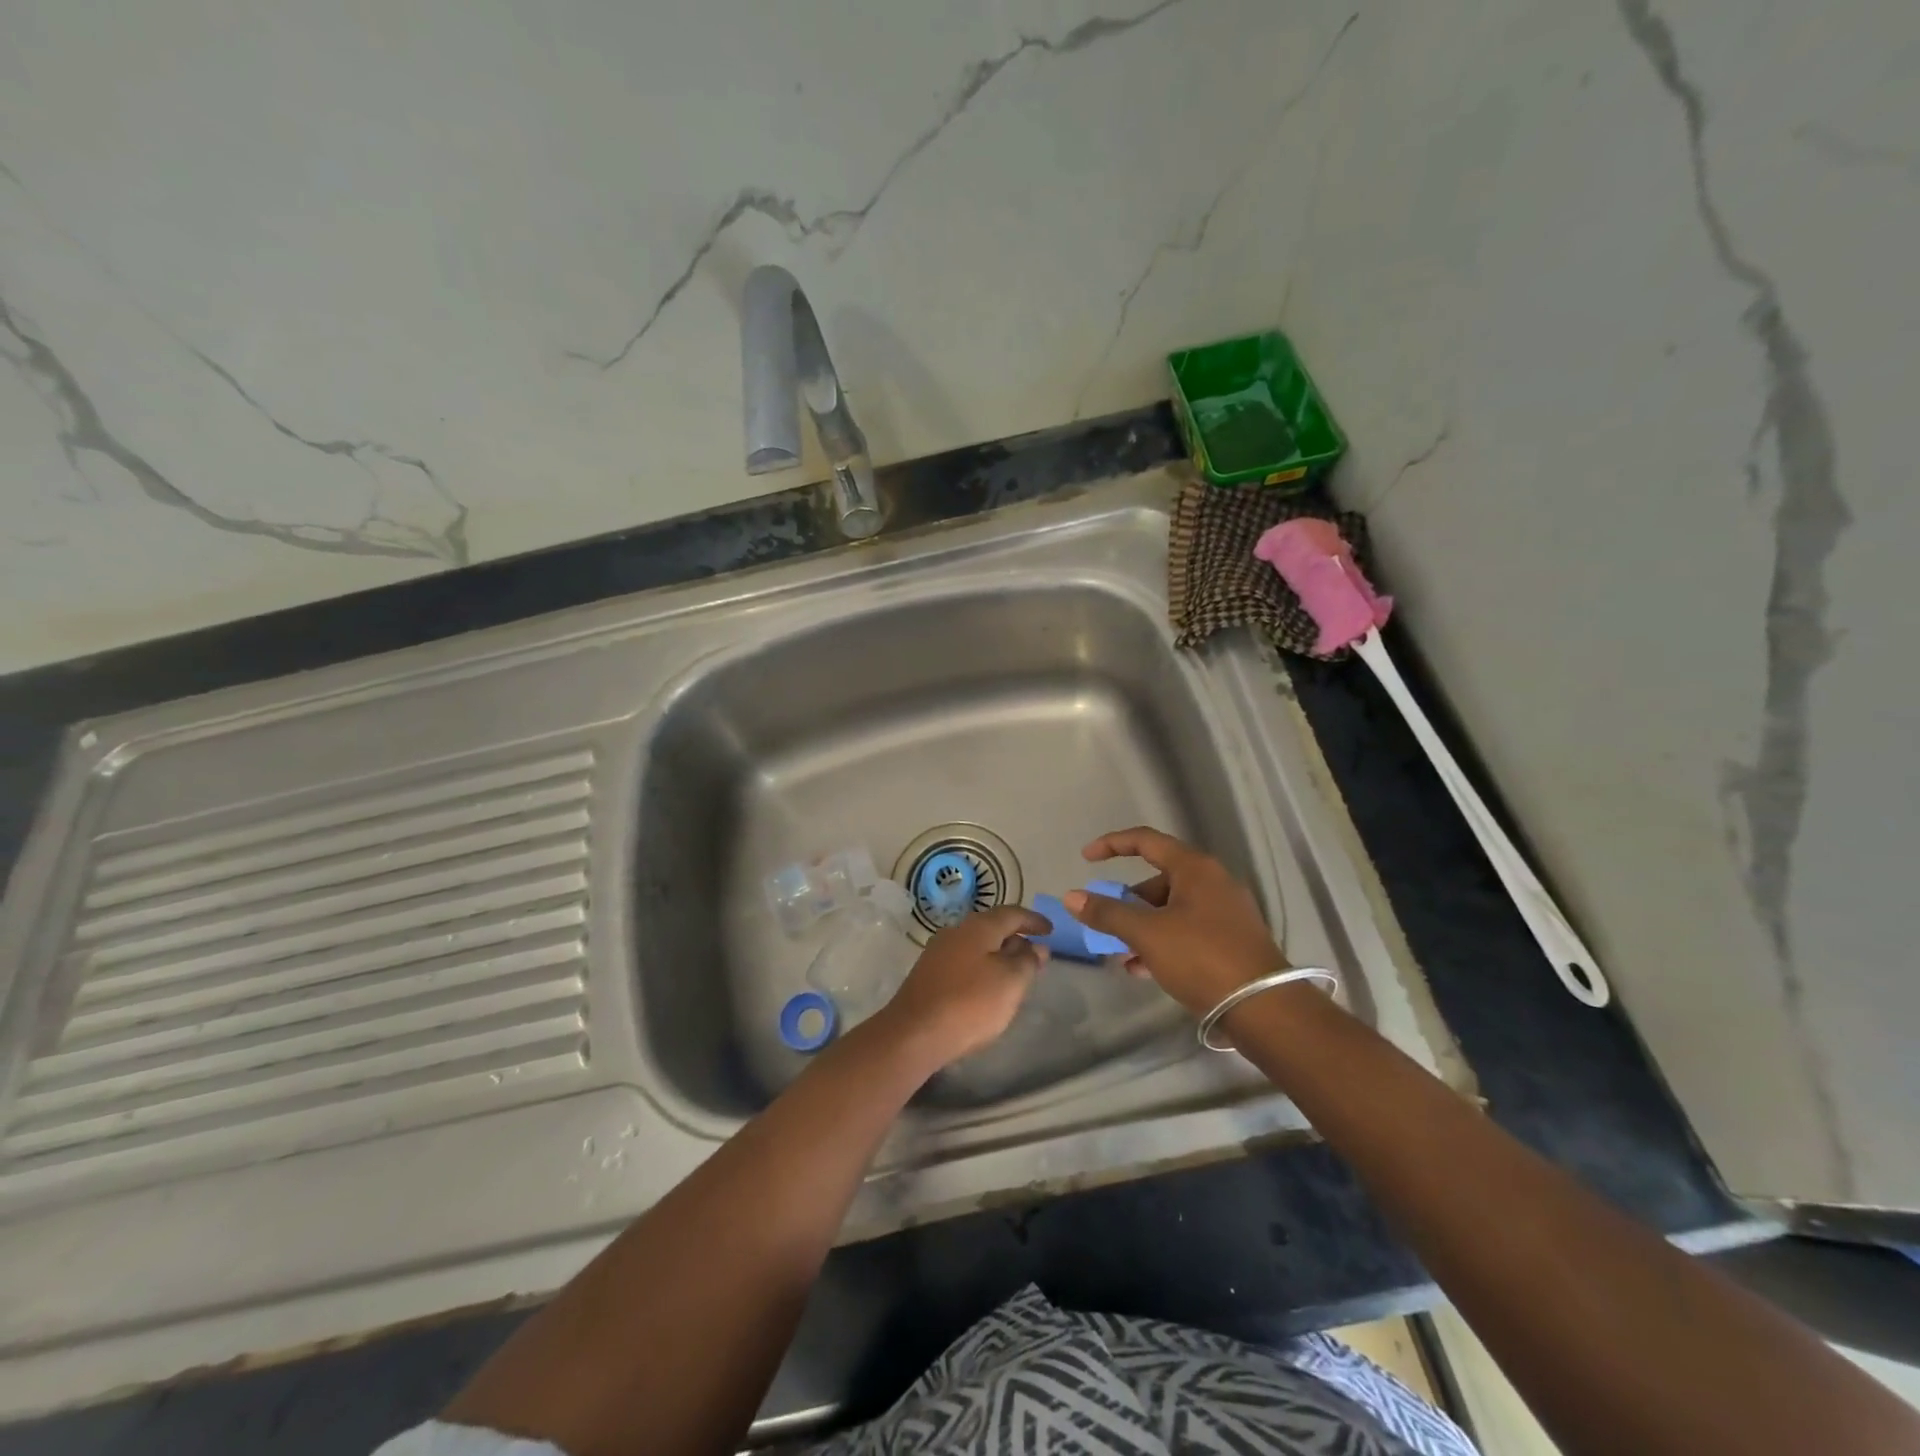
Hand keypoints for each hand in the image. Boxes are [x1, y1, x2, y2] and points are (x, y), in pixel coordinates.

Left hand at [875, 905, 1050, 1066]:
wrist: (914, 1034)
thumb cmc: (969, 1003)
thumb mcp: (1010, 982)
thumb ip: (1027, 961)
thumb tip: (1035, 947)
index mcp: (978, 927)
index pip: (1012, 913)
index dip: (1033, 920)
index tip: (1051, 931)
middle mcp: (956, 932)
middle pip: (992, 927)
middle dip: (1015, 938)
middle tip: (1035, 955)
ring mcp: (938, 953)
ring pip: (977, 946)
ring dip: (998, 955)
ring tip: (1015, 974)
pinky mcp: (928, 975)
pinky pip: (964, 962)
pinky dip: (982, 968)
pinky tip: (988, 988)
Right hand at [1064, 827, 1284, 1016]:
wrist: (1264, 1007)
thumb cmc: (1201, 957)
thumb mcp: (1147, 934)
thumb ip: (1108, 913)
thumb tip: (1072, 897)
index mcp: (1195, 868)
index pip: (1146, 841)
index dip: (1112, 844)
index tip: (1086, 859)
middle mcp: (1213, 881)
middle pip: (1157, 879)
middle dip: (1127, 902)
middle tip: (1107, 924)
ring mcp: (1225, 911)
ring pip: (1171, 909)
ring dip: (1142, 927)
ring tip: (1121, 955)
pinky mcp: (1232, 940)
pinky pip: (1186, 930)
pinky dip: (1162, 942)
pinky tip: (1143, 969)